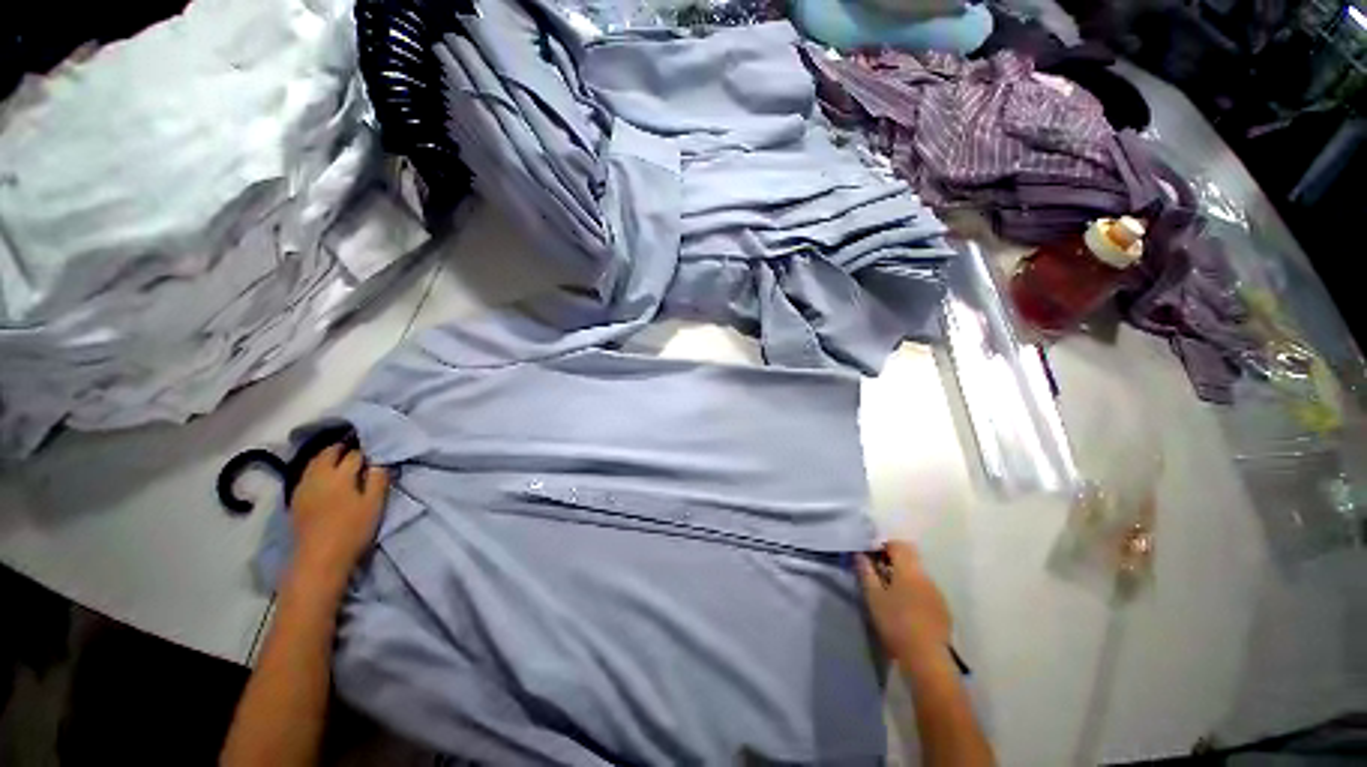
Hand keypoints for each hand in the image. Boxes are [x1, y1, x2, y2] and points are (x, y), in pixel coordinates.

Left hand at [289, 443, 388, 585]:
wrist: (319, 558)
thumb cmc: (352, 530)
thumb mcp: (374, 504)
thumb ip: (378, 479)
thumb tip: (380, 461)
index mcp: (340, 475)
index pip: (355, 454)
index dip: (367, 450)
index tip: (376, 451)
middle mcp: (318, 475)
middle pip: (330, 452)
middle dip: (344, 447)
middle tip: (359, 448)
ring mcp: (303, 486)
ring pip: (315, 461)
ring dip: (329, 455)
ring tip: (342, 457)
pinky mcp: (296, 498)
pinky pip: (307, 473)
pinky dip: (318, 467)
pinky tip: (325, 474)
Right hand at [856, 541, 952, 669]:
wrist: (927, 658)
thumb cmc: (896, 623)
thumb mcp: (873, 597)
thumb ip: (866, 572)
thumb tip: (859, 554)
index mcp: (908, 569)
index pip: (898, 545)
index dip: (883, 546)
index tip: (871, 557)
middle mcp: (925, 576)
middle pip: (910, 558)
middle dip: (893, 561)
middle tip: (878, 573)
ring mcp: (937, 593)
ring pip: (918, 574)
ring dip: (904, 577)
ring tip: (891, 592)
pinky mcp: (943, 609)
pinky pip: (926, 590)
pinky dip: (915, 591)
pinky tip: (907, 608)